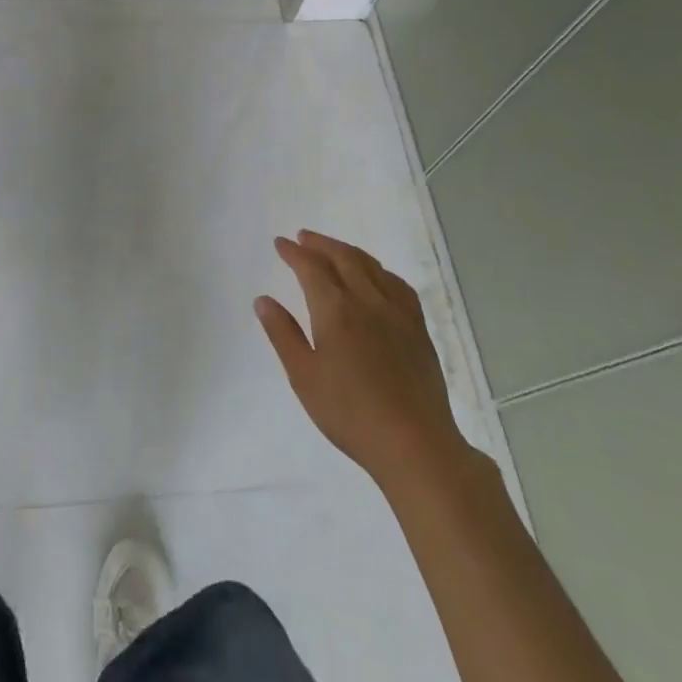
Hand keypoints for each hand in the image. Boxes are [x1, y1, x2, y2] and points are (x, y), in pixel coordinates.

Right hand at [256, 230, 464, 487]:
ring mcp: (397, 312)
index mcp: (335, 309)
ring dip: (348, 251)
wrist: (414, 443)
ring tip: (334, 250)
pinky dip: (379, 271)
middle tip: (303, 238)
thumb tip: (263, 300)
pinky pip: (397, 284)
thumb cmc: (350, 413)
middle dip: (320, 244)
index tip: (281, 243)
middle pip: (343, 258)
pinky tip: (377, 278)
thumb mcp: (304, 377)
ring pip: (371, 266)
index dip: (294, 253)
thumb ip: (283, 334)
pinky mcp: (418, 328)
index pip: (311, 268)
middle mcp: (367, 300)